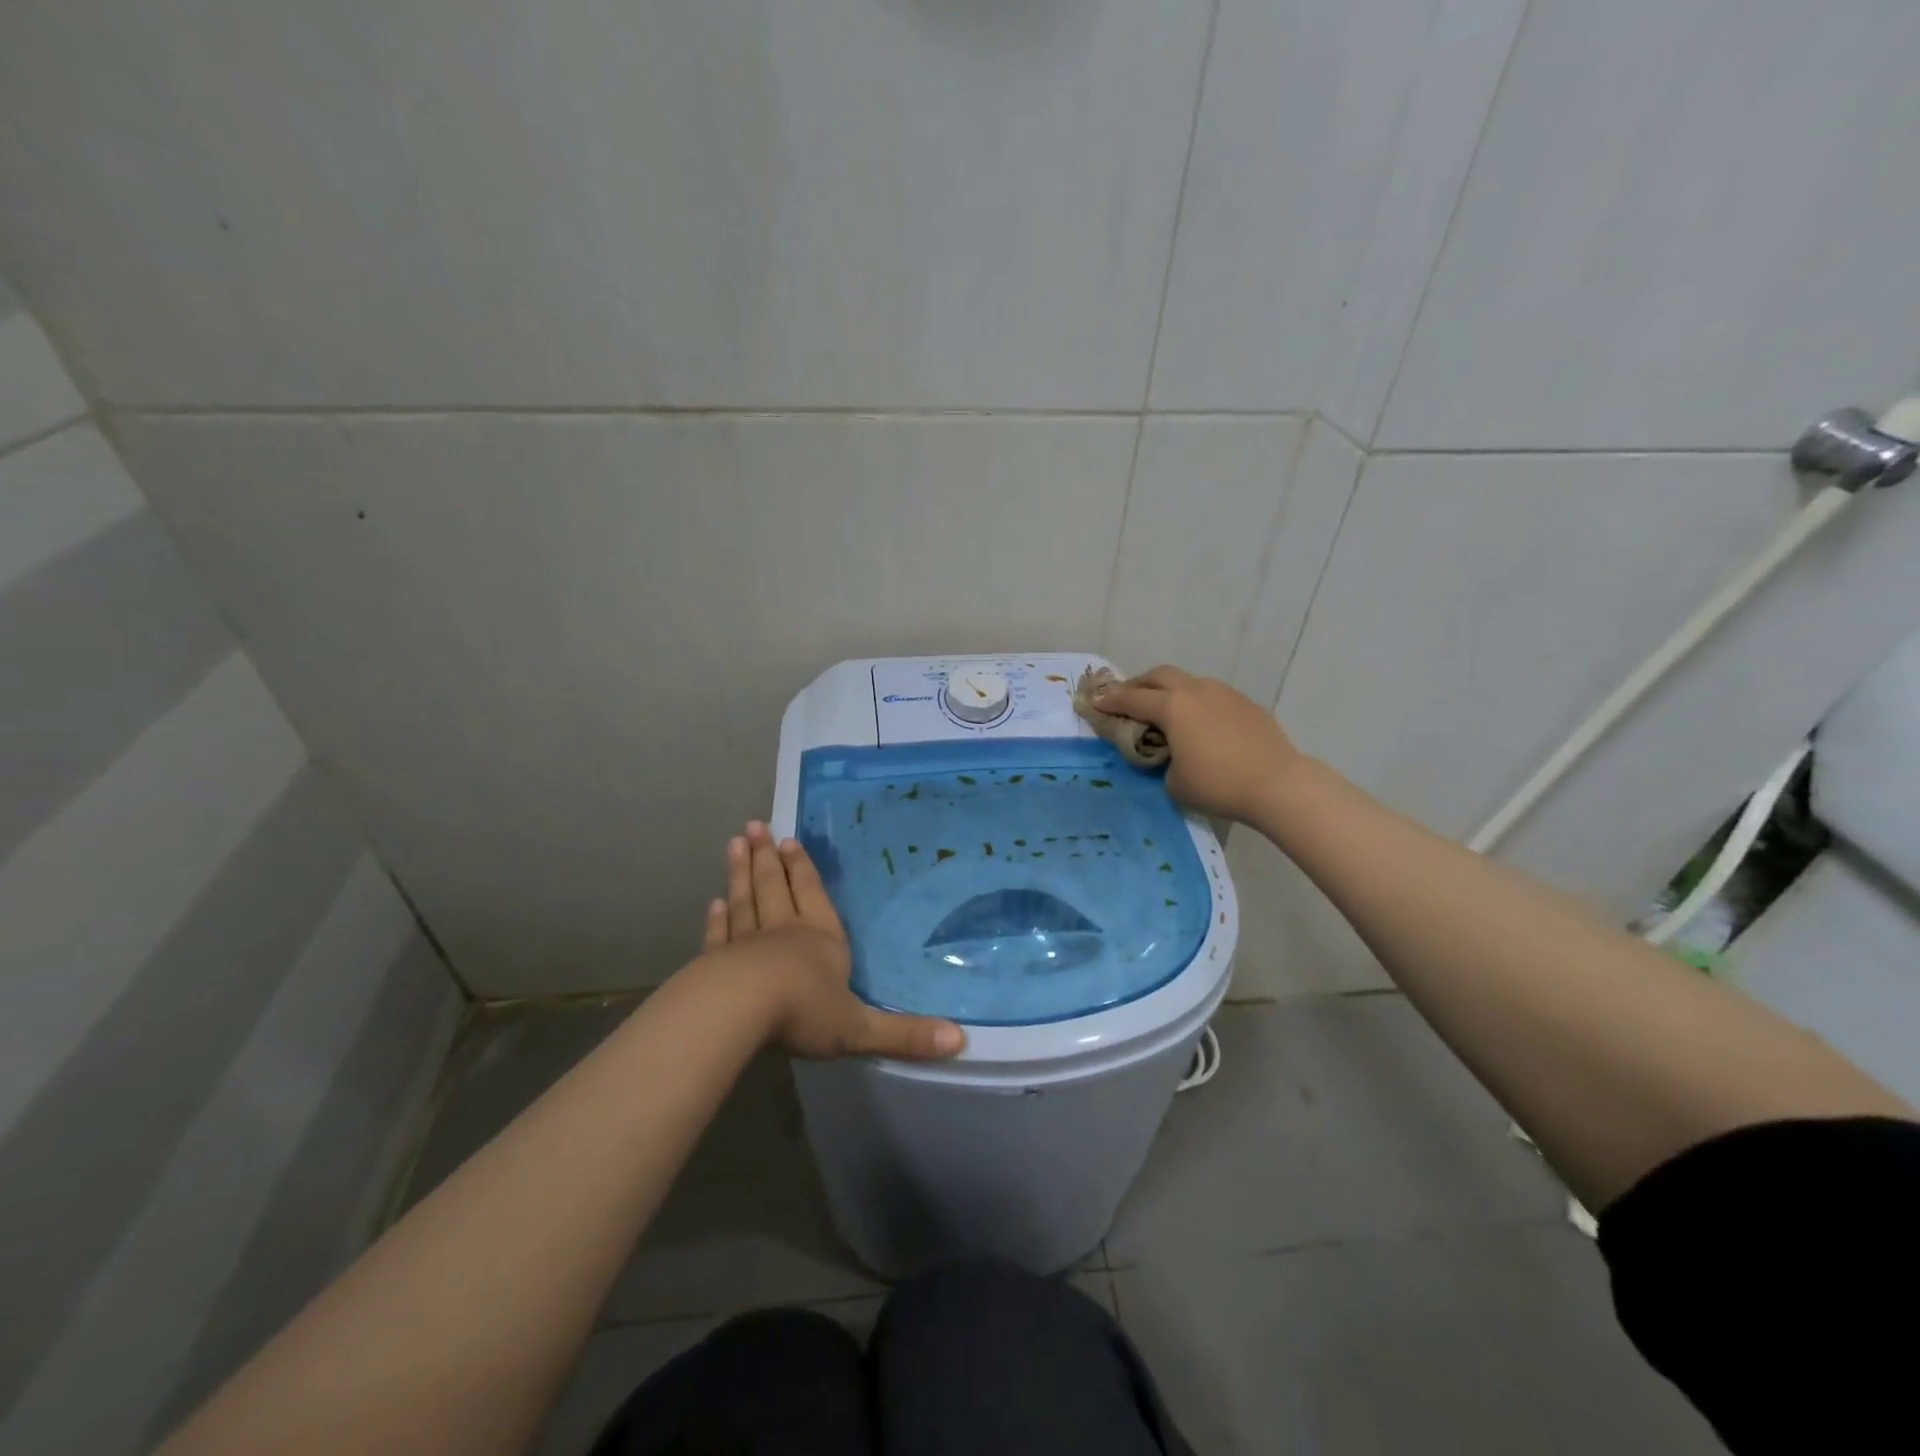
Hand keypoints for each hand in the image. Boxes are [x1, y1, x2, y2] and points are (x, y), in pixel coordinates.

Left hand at [705, 822, 965, 1061]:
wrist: (739, 1012)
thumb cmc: (805, 1012)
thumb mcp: (860, 1029)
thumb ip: (905, 1034)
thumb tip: (960, 1040)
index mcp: (821, 939)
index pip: (812, 895)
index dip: (802, 869)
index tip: (788, 841)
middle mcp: (783, 932)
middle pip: (774, 887)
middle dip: (767, 858)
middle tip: (755, 827)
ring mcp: (746, 945)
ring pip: (745, 900)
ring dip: (740, 873)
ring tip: (735, 843)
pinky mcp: (716, 963)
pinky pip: (720, 934)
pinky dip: (717, 918)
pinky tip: (714, 902)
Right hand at [1092, 666, 1307, 823]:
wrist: (1277, 784)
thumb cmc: (1217, 784)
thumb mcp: (1174, 782)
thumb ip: (1163, 763)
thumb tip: (1171, 756)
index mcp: (1172, 707)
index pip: (1132, 699)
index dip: (1111, 701)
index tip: (1096, 702)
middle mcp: (1196, 691)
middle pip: (1160, 676)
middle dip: (1139, 685)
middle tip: (1127, 698)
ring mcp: (1224, 694)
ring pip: (1189, 682)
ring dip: (1170, 691)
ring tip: (1165, 709)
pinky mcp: (1246, 705)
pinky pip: (1212, 696)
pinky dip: (1196, 703)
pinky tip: (1200, 724)